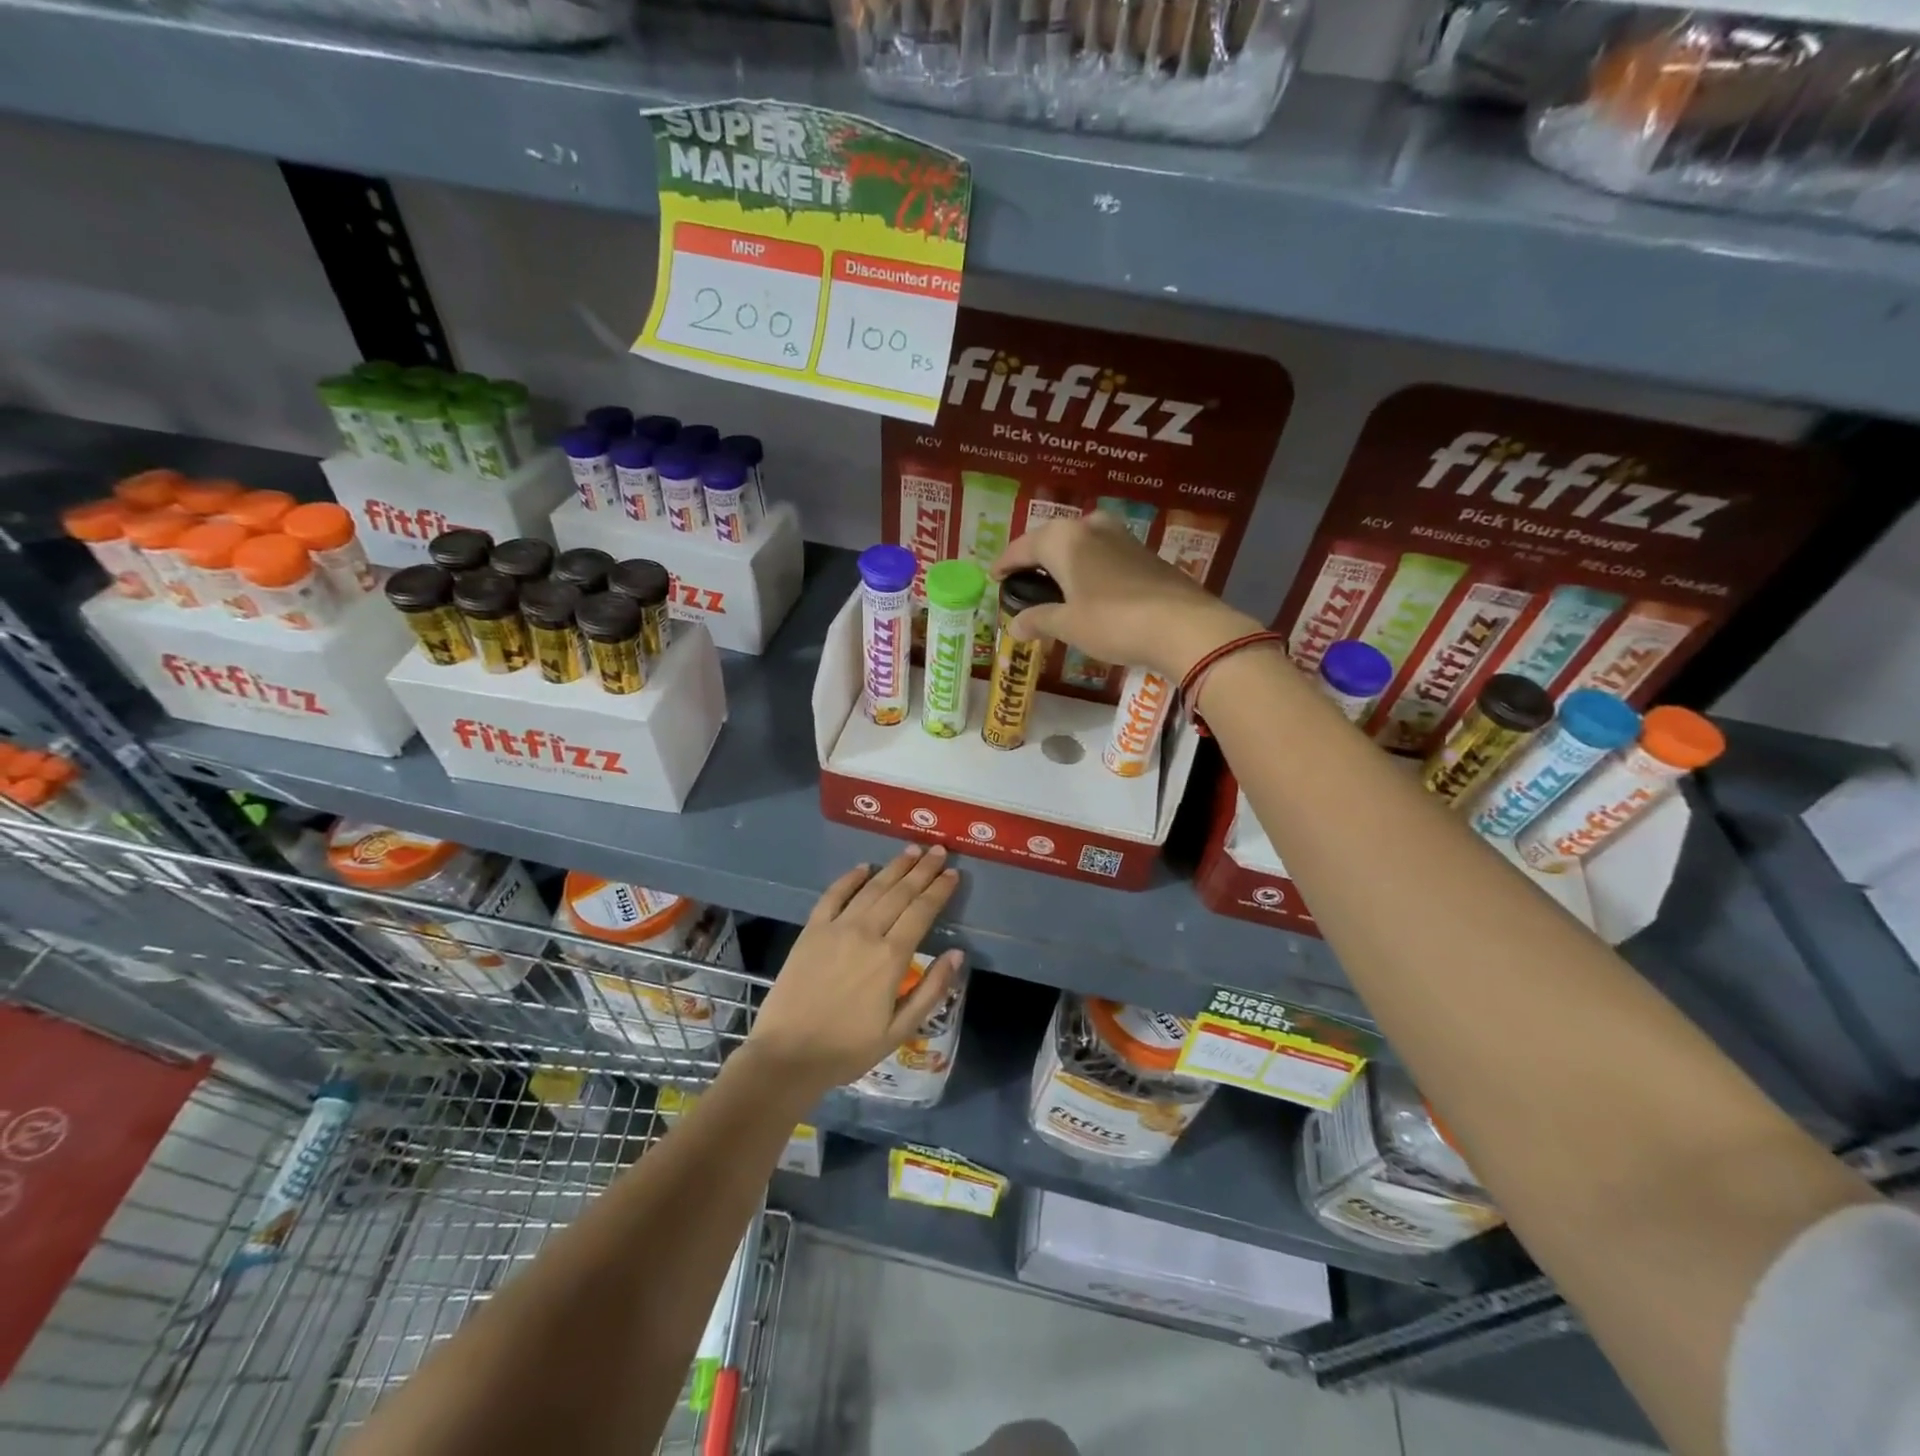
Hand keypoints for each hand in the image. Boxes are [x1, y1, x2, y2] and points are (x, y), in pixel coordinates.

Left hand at [743, 846, 961, 1099]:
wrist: (788, 1055)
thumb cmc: (848, 1049)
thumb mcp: (899, 1030)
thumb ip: (931, 990)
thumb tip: (957, 954)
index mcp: (891, 957)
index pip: (922, 912)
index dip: (939, 890)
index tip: (953, 873)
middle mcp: (866, 933)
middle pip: (900, 892)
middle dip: (922, 869)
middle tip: (938, 850)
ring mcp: (836, 928)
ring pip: (871, 888)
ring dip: (893, 867)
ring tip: (911, 851)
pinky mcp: (811, 930)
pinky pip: (833, 895)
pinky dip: (850, 878)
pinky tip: (863, 867)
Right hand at [992, 514, 1259, 678]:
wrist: (1183, 626)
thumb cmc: (1113, 622)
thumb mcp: (1068, 625)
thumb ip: (1038, 620)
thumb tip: (1014, 626)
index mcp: (1064, 539)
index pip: (1023, 547)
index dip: (1005, 564)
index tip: (993, 577)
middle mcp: (1091, 527)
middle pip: (1052, 539)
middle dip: (1035, 558)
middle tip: (1022, 580)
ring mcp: (1122, 537)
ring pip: (1081, 544)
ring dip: (1064, 561)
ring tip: (1053, 585)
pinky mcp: (1144, 553)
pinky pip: (1103, 554)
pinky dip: (1088, 568)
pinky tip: (1088, 589)